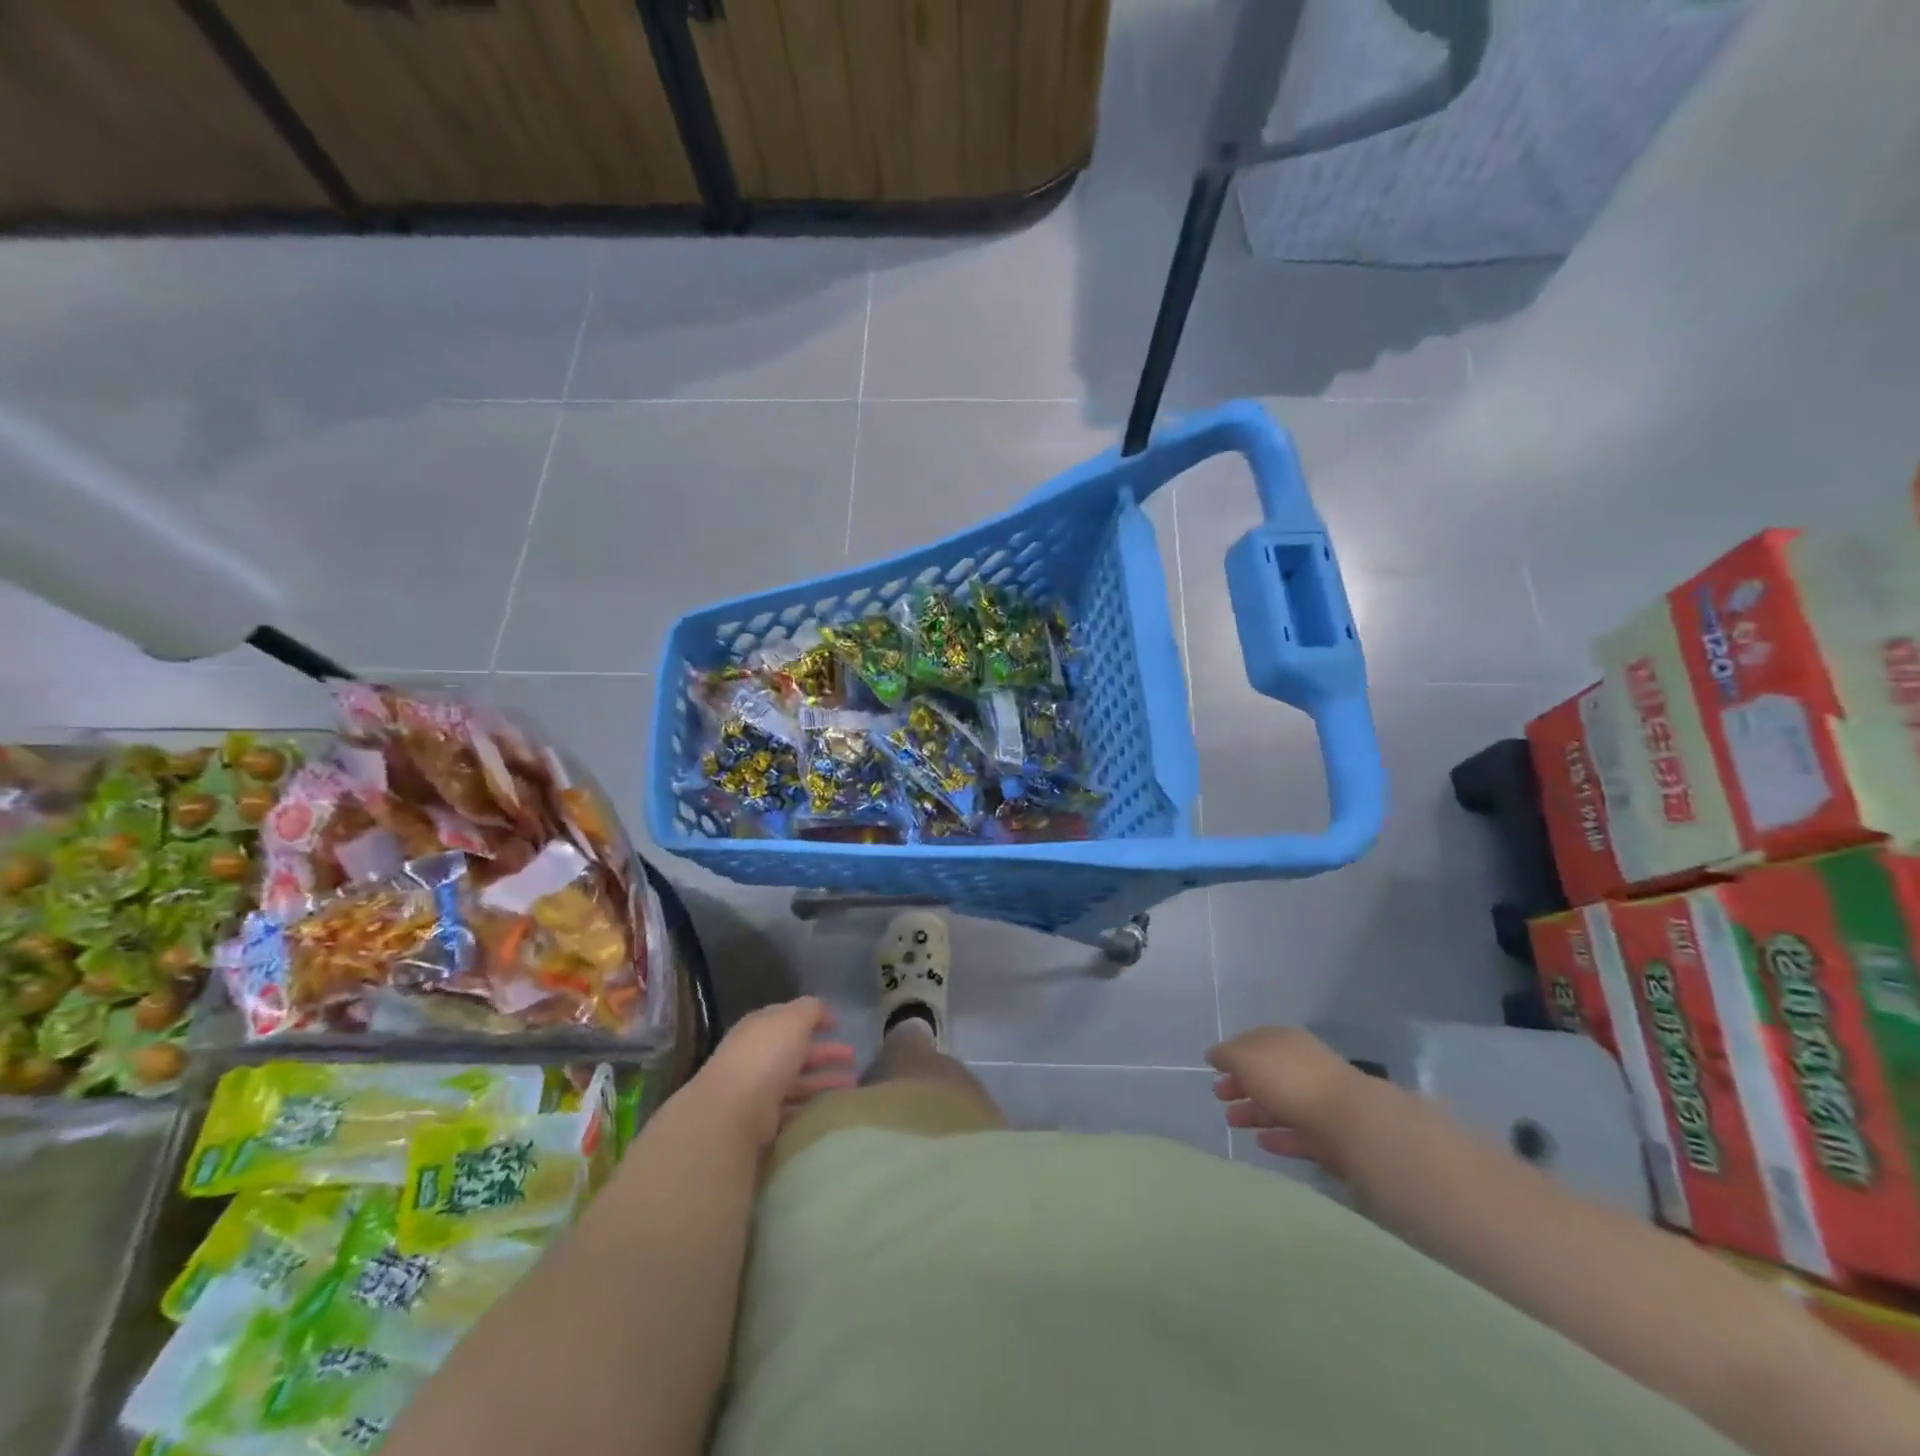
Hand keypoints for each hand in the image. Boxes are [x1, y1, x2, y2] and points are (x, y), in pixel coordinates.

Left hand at [691, 997, 858, 1152]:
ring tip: (854, 1084)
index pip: (789, 1018)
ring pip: (799, 1081)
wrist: (733, 1110)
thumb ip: (811, 1010)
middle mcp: (758, 1056)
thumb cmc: (766, 1055)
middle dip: (826, 1052)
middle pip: (797, 1051)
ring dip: (825, 1080)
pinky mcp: (762, 1120)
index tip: (838, 1024)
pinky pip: (794, 1107)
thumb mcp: (793, 1019)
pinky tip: (832, 1106)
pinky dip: (813, 1105)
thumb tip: (824, 1010)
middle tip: (854, 1057)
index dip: (814, 1018)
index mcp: (761, 1028)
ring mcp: (759, 1089)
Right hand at [1207, 1026, 1373, 1170]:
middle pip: (1264, 1074)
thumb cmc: (1290, 1079)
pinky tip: (1261, 1142)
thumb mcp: (1247, 1058)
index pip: (1253, 1042)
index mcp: (1283, 1042)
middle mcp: (1300, 1066)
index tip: (1213, 1068)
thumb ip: (1227, 1055)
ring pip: (1277, 1104)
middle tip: (1218, 1096)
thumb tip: (1214, 1055)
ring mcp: (1316, 1100)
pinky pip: (1295, 1133)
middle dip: (1240, 1084)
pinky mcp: (1326, 1135)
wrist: (1350, 1121)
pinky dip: (1277, 1136)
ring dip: (1253, 1112)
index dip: (1232, 1053)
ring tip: (1232, 1122)